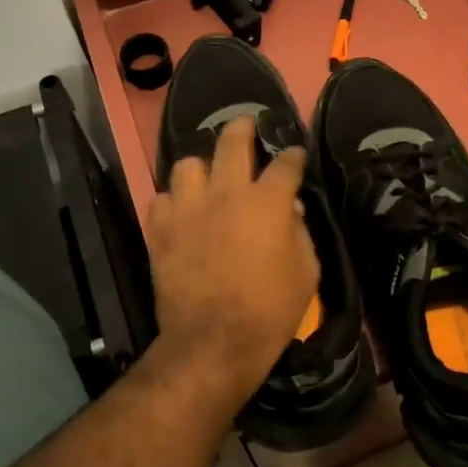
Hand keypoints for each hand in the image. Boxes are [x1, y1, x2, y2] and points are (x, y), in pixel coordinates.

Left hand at [146, 116, 319, 407]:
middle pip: (232, 141)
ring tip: (207, 178)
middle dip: (243, 127)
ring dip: (201, 168)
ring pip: (188, 164)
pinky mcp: (161, 230)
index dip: (293, 155)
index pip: (286, 163)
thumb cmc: (270, 310)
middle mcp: (226, 193)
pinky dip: (174, 201)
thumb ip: (300, 232)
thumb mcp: (306, 272)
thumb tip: (291, 209)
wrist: (214, 342)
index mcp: (267, 202)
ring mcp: (188, 209)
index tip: (295, 154)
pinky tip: (182, 212)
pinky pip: (161, 198)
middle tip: (245, 125)